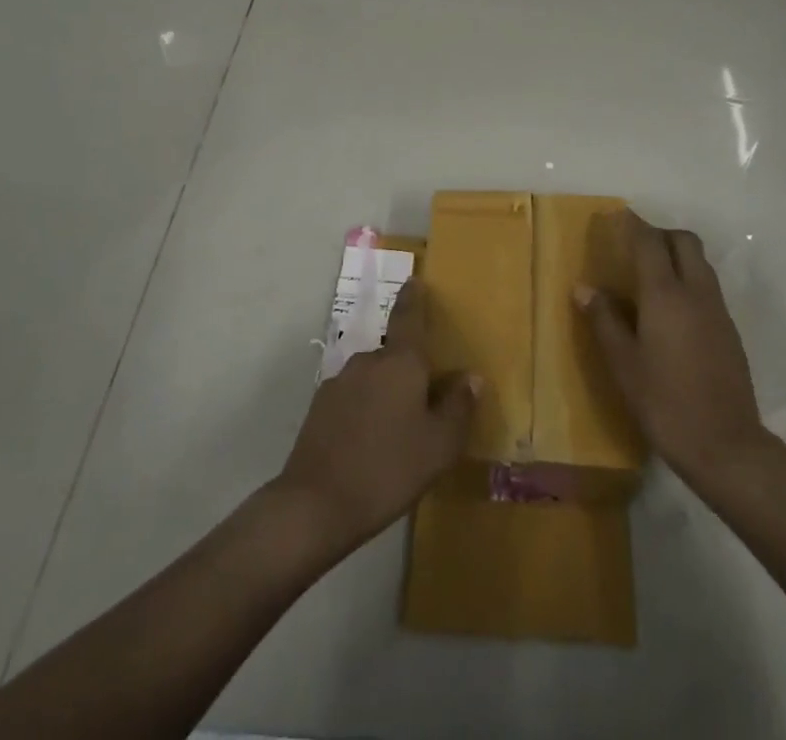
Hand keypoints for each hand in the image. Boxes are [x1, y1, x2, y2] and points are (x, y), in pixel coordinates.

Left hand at [273, 279, 478, 556]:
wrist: (315, 505)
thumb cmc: (388, 469)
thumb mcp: (439, 446)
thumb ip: (458, 407)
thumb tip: (471, 377)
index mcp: (400, 362)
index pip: (409, 316)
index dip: (414, 297)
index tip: (415, 280)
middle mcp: (368, 361)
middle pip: (394, 354)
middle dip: (409, 370)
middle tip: (425, 400)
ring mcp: (339, 383)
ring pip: (373, 378)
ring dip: (386, 394)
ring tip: (398, 432)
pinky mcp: (319, 408)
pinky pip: (353, 399)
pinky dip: (365, 411)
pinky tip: (370, 445)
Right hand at [576, 211, 766, 489]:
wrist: (726, 446)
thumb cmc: (665, 403)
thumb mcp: (624, 365)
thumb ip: (604, 321)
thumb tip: (584, 288)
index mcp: (666, 295)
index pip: (650, 242)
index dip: (633, 224)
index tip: (617, 216)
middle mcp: (696, 292)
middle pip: (684, 241)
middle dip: (660, 234)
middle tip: (635, 246)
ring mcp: (718, 311)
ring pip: (700, 262)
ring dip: (677, 255)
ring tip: (651, 275)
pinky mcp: (730, 331)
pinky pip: (708, 287)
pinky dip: (689, 280)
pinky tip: (671, 309)